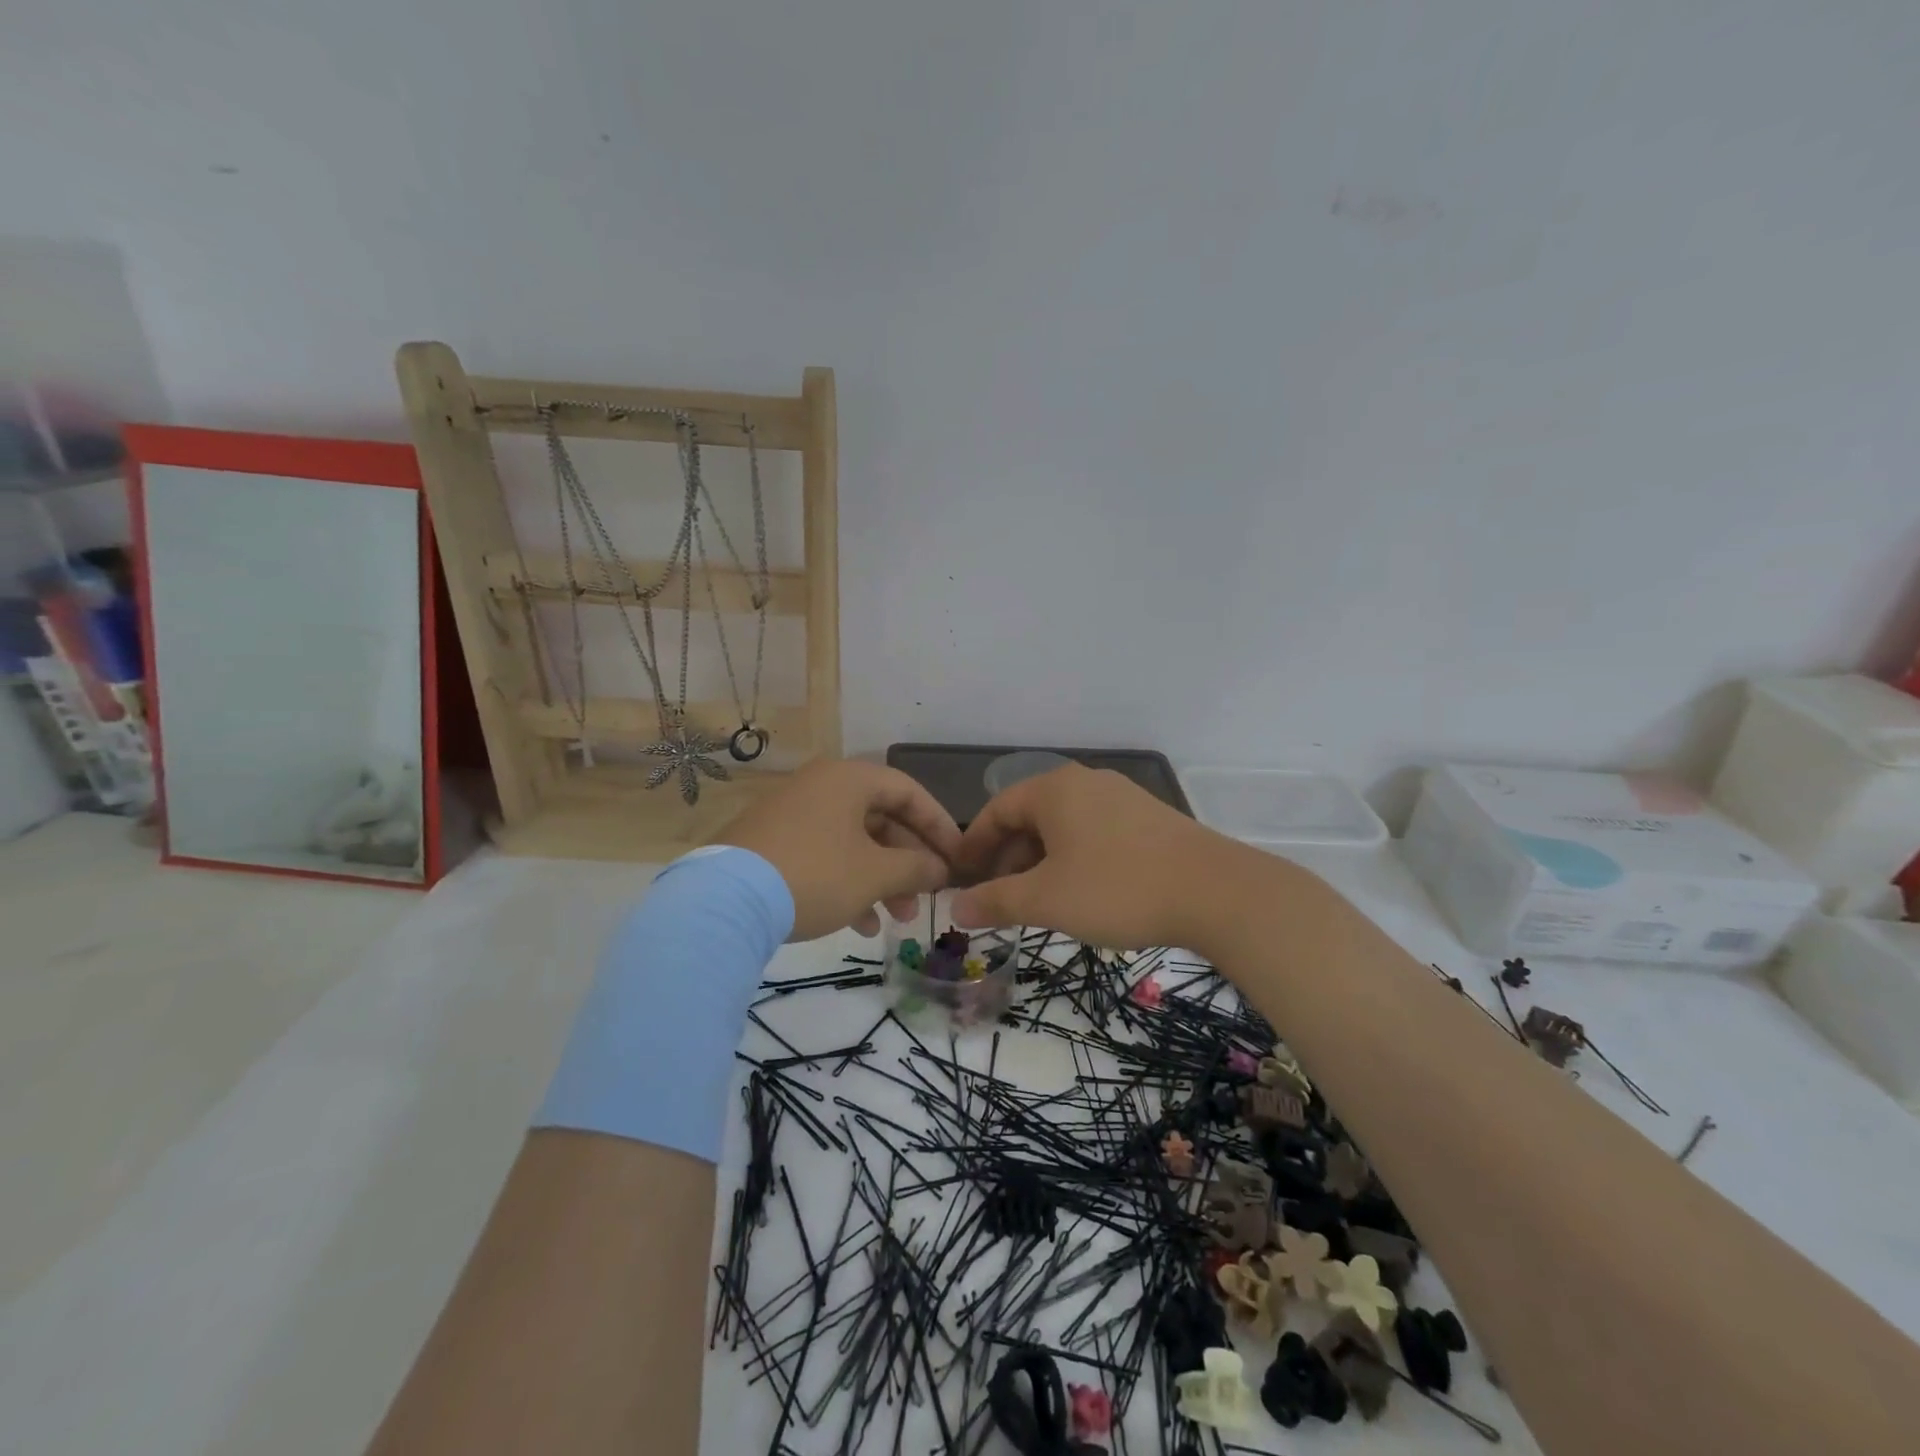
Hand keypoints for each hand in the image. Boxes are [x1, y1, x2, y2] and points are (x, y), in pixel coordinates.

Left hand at [714, 759, 960, 940]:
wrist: (725, 902)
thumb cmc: (816, 874)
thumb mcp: (875, 874)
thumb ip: (917, 868)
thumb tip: (941, 870)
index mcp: (848, 779)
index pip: (909, 792)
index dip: (939, 825)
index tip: (958, 858)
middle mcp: (820, 787)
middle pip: (880, 819)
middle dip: (908, 862)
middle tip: (925, 898)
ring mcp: (792, 815)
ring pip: (853, 843)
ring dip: (881, 880)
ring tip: (898, 919)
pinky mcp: (772, 844)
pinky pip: (824, 856)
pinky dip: (848, 884)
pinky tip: (861, 924)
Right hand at [951, 764, 1234, 948]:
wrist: (1215, 891)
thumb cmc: (1117, 888)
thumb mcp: (1047, 900)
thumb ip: (996, 901)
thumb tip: (955, 908)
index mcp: (1054, 790)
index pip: (996, 810)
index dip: (974, 845)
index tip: (962, 878)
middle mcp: (1085, 782)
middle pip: (1030, 816)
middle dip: (1008, 858)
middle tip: (1000, 898)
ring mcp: (1121, 797)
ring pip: (1063, 826)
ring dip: (1041, 861)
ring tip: (1040, 901)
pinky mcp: (1149, 818)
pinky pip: (1094, 832)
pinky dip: (1074, 858)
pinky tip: (1083, 892)